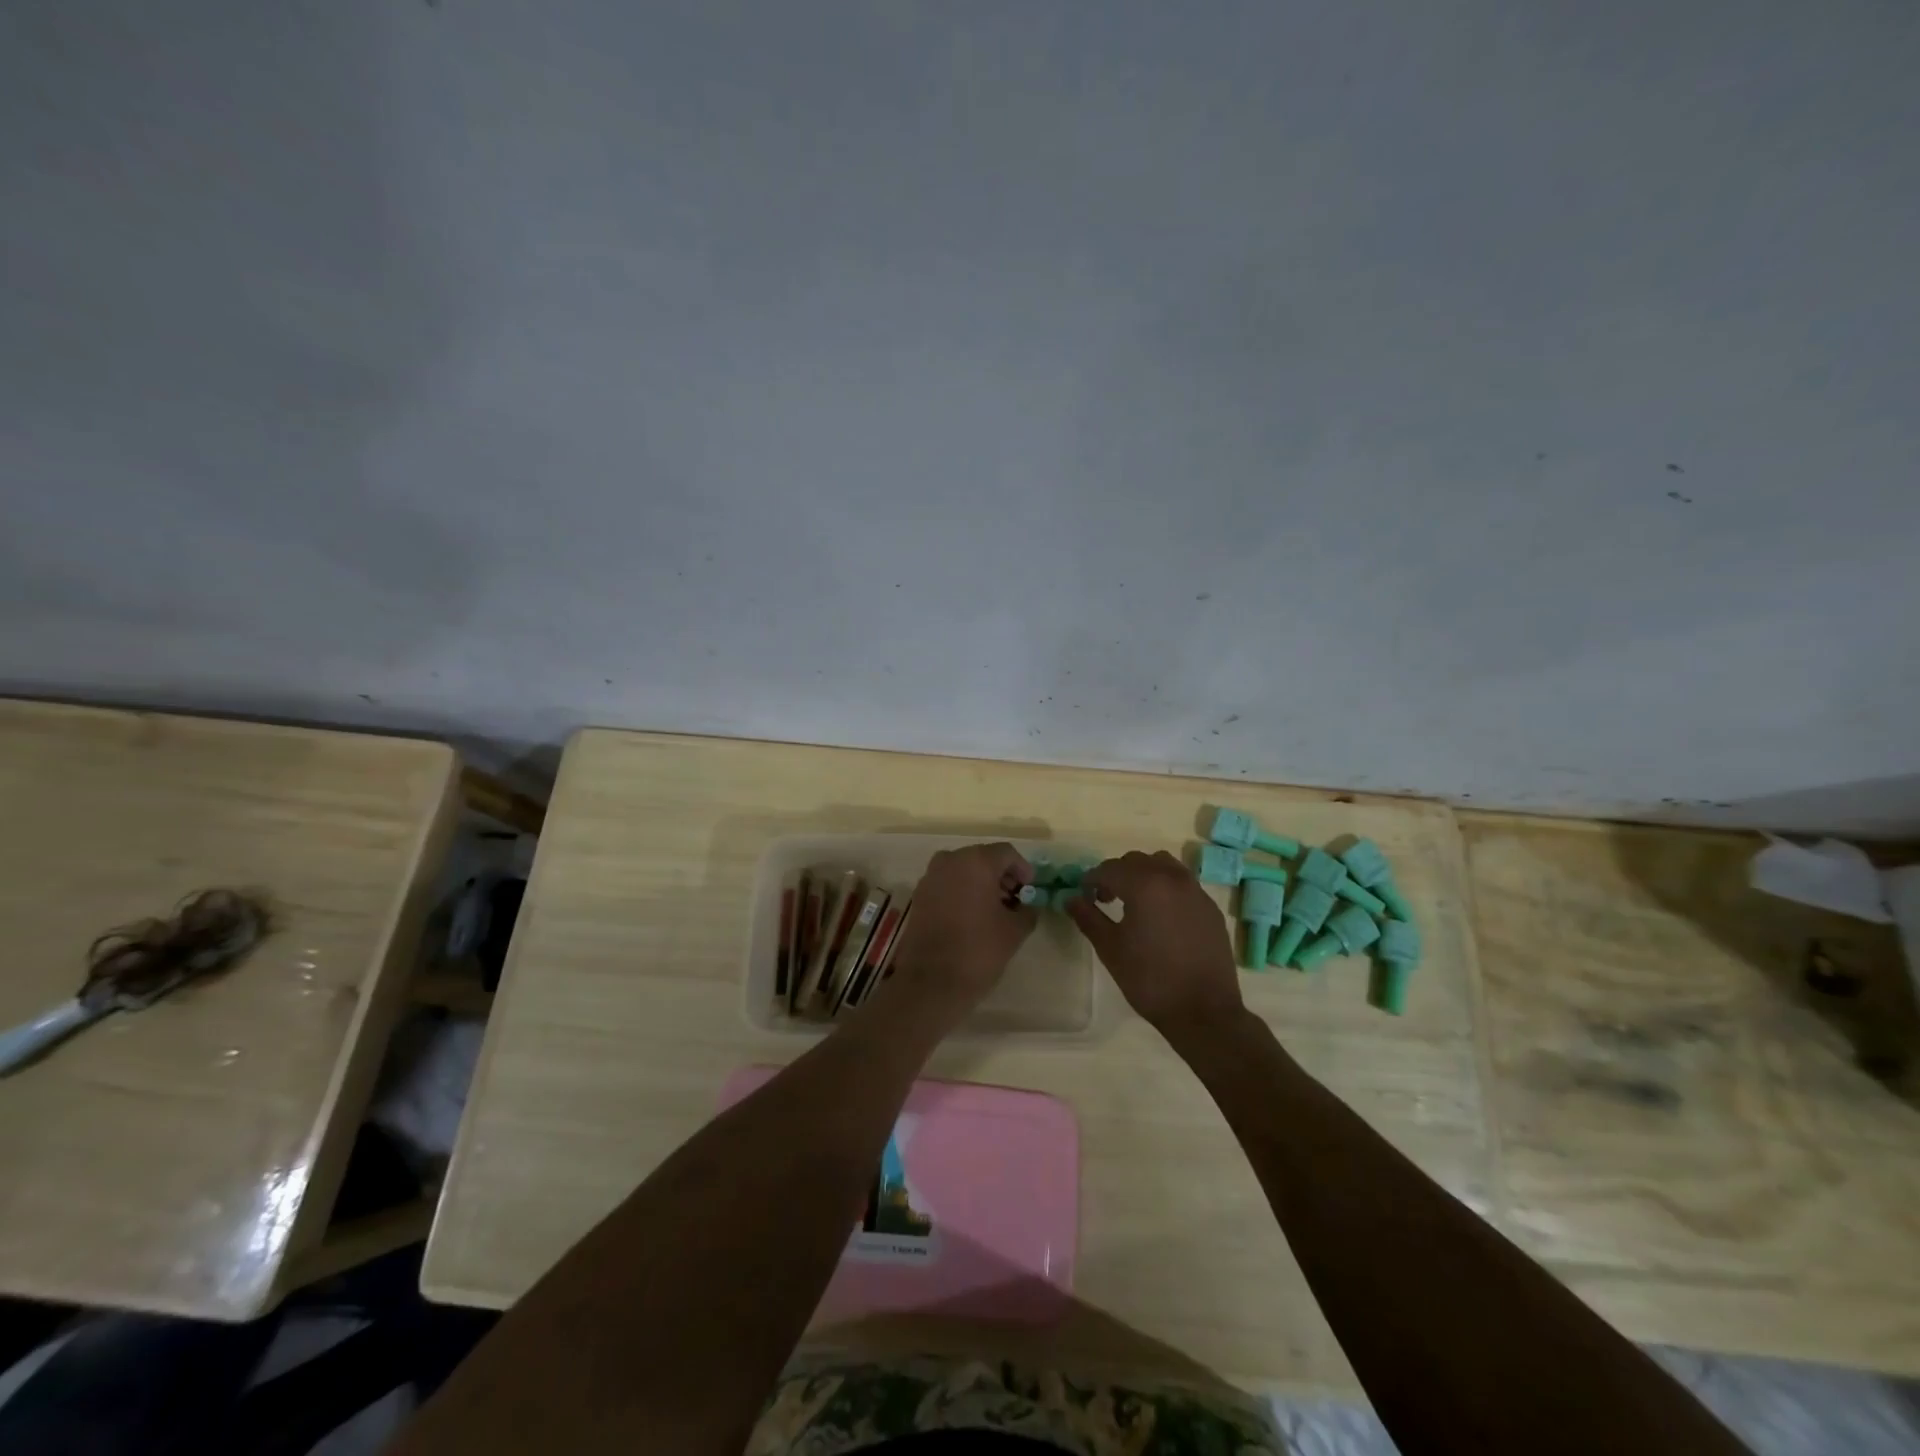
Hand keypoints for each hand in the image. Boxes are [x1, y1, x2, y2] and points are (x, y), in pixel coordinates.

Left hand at [884, 843, 1034, 1022]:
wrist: (931, 981)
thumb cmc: (978, 950)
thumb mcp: (1015, 931)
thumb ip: (1027, 910)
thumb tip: (1028, 906)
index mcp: (976, 861)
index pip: (1006, 853)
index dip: (1022, 870)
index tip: (1030, 890)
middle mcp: (950, 860)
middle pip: (983, 858)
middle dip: (1001, 876)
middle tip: (1015, 899)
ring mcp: (930, 877)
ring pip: (963, 870)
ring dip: (981, 884)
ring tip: (994, 910)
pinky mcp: (919, 895)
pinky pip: (947, 883)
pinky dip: (962, 892)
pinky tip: (972, 916)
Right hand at [1066, 850, 1244, 1039]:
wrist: (1204, 1011)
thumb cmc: (1150, 980)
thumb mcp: (1110, 949)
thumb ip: (1088, 917)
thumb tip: (1071, 898)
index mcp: (1144, 885)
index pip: (1109, 869)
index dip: (1091, 880)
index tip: (1084, 896)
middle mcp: (1172, 878)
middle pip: (1136, 861)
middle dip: (1116, 874)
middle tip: (1105, 899)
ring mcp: (1195, 891)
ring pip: (1163, 865)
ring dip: (1143, 874)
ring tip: (1135, 902)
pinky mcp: (1209, 907)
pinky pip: (1182, 883)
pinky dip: (1165, 887)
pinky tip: (1161, 916)